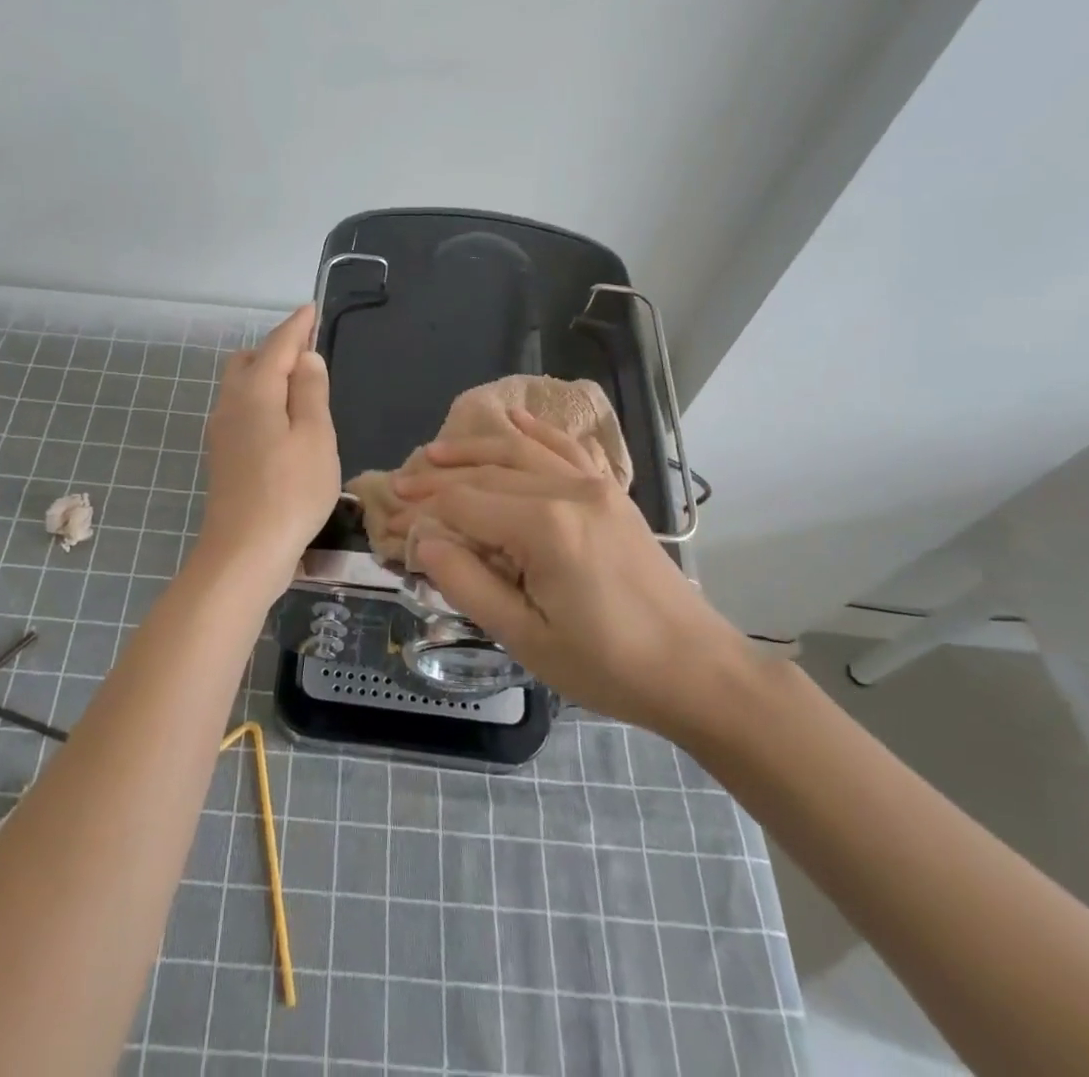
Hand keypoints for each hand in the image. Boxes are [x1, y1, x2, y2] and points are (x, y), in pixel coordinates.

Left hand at [196, 305, 339, 579]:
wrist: (243, 552)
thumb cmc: (290, 492)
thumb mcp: (315, 437)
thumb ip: (310, 392)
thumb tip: (306, 358)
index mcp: (254, 392)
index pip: (277, 345)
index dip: (297, 325)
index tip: (311, 308)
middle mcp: (230, 404)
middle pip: (249, 361)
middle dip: (277, 348)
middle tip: (310, 353)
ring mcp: (222, 432)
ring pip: (241, 386)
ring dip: (268, 375)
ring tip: (301, 386)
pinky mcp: (223, 456)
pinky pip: (242, 410)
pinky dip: (262, 401)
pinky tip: (282, 422)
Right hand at [394, 408, 753, 742]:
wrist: (697, 669)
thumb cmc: (608, 665)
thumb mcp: (527, 638)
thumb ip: (469, 584)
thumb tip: (425, 542)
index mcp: (544, 528)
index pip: (465, 505)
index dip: (425, 510)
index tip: (391, 517)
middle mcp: (567, 491)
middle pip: (486, 475)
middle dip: (439, 479)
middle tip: (399, 484)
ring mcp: (594, 486)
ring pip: (520, 453)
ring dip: (474, 449)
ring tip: (434, 452)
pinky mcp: (611, 493)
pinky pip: (565, 450)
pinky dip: (535, 432)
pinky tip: (512, 418)